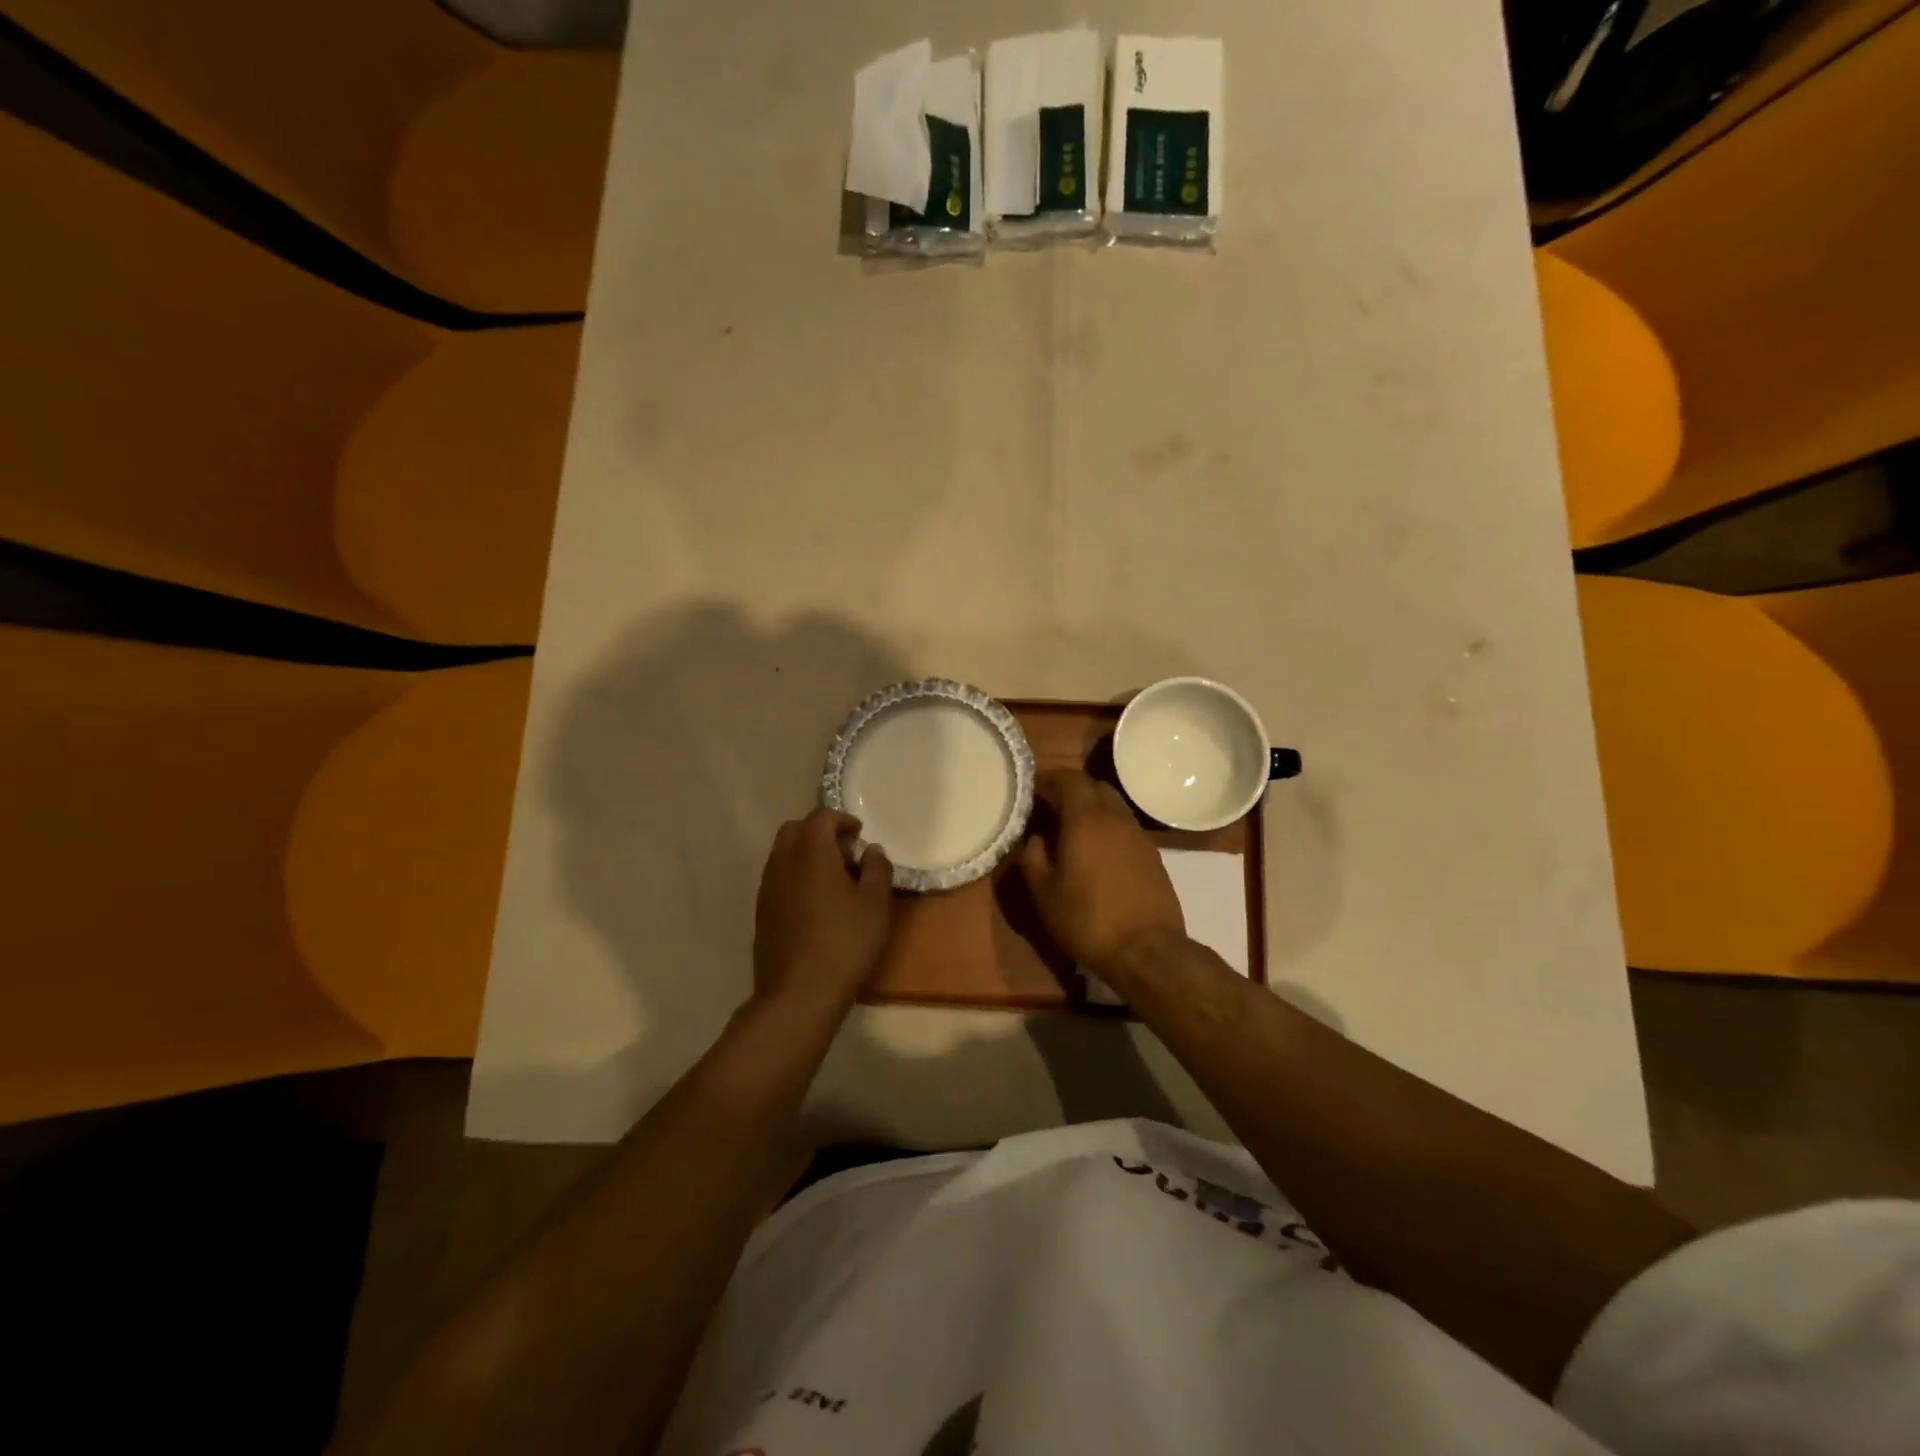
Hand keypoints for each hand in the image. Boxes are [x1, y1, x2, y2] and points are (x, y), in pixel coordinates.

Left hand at [753, 809, 894, 1013]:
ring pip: (783, 854)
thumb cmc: (844, 943)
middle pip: (796, 830)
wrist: (798, 994)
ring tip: (834, 881)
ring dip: (807, 855)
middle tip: (846, 854)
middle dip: (821, 833)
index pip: (821, 817)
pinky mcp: (762, 912)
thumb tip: (871, 851)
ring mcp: (767, 888)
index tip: (860, 835)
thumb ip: (877, 869)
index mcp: (811, 853)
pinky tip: (817, 904)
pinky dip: (796, 876)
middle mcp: (783, 862)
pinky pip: (778, 878)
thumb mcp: (876, 904)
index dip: (842, 820)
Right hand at [1019, 769, 1184, 972]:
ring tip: (1073, 829)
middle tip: (1051, 805)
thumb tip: (1036, 838)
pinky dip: (1109, 827)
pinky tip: (1098, 852)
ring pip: (1114, 805)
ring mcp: (1139, 836)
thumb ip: (1033, 858)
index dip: (1049, 779)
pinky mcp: (1153, 855)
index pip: (1069, 779)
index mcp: (1086, 819)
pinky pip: (1126, 827)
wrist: (1146, 950)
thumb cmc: (1086, 919)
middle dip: (1072, 789)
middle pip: (1095, 786)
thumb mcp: (1044, 893)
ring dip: (1093, 807)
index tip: (1033, 789)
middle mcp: (1115, 818)